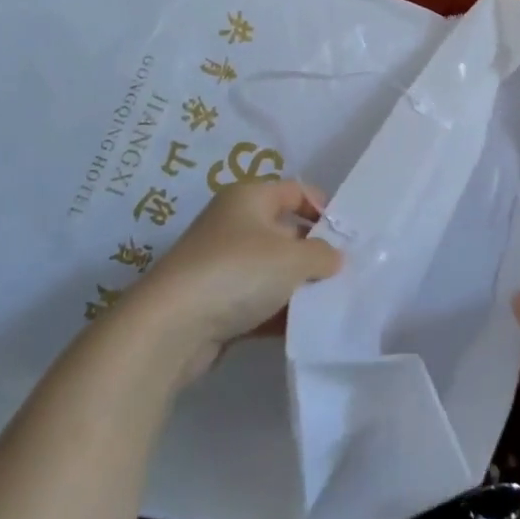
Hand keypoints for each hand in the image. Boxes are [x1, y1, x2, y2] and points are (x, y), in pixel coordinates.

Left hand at [112, 180, 341, 387]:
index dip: (323, 208)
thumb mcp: (293, 258)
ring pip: (272, 269)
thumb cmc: (238, 272)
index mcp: (248, 198)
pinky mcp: (215, 301)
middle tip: (344, 272)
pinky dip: (278, 311)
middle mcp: (233, 224)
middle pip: (285, 231)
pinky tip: (303, 327)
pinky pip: (257, 300)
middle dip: (314, 251)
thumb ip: (322, 255)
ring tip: (330, 302)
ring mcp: (221, 264)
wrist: (171, 327)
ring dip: (298, 285)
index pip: (295, 191)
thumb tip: (334, 258)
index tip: (348, 236)